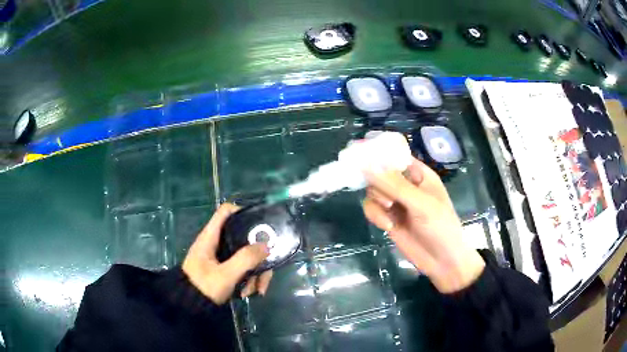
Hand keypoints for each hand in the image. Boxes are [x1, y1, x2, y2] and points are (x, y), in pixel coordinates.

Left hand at [182, 203, 272, 303]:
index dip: (243, 212)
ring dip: (255, 273)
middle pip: (243, 238)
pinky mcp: (224, 269)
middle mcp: (217, 243)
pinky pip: (242, 268)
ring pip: (245, 256)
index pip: (226, 211)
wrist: (189, 307)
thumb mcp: (225, 275)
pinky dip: (248, 279)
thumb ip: (245, 259)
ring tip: (256, 291)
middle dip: (257, 256)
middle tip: (264, 272)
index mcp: (211, 237)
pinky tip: (249, 293)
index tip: (261, 225)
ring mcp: (221, 257)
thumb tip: (266, 245)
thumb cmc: (203, 287)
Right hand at [362, 158, 484, 292]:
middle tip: (388, 198)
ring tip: (389, 210)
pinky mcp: (388, 218)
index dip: (378, 154)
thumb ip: (394, 185)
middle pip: (379, 172)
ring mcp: (396, 202)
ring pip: (372, 191)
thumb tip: (366, 165)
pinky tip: (387, 226)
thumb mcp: (421, 204)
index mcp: (418, 173)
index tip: (360, 155)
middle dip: (379, 184)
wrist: (442, 261)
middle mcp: (405, 184)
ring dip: (377, 200)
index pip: (394, 155)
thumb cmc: (440, 227)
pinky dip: (375, 215)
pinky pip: (371, 208)